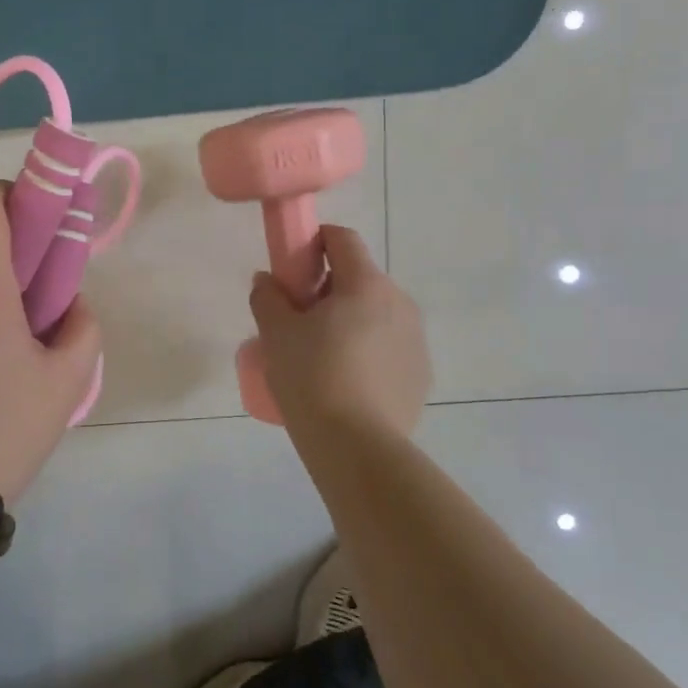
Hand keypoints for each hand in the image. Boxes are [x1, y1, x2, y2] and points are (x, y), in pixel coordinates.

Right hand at [248, 226, 430, 437]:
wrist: (357, 448)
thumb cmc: (312, 378)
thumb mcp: (276, 334)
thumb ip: (267, 297)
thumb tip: (267, 281)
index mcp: (366, 284)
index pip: (342, 239)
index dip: (313, 243)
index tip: (291, 269)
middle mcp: (399, 303)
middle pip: (359, 278)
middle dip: (327, 289)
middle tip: (297, 320)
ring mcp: (415, 340)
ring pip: (375, 314)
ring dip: (348, 321)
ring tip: (319, 357)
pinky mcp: (420, 375)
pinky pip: (387, 347)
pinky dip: (366, 351)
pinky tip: (344, 383)